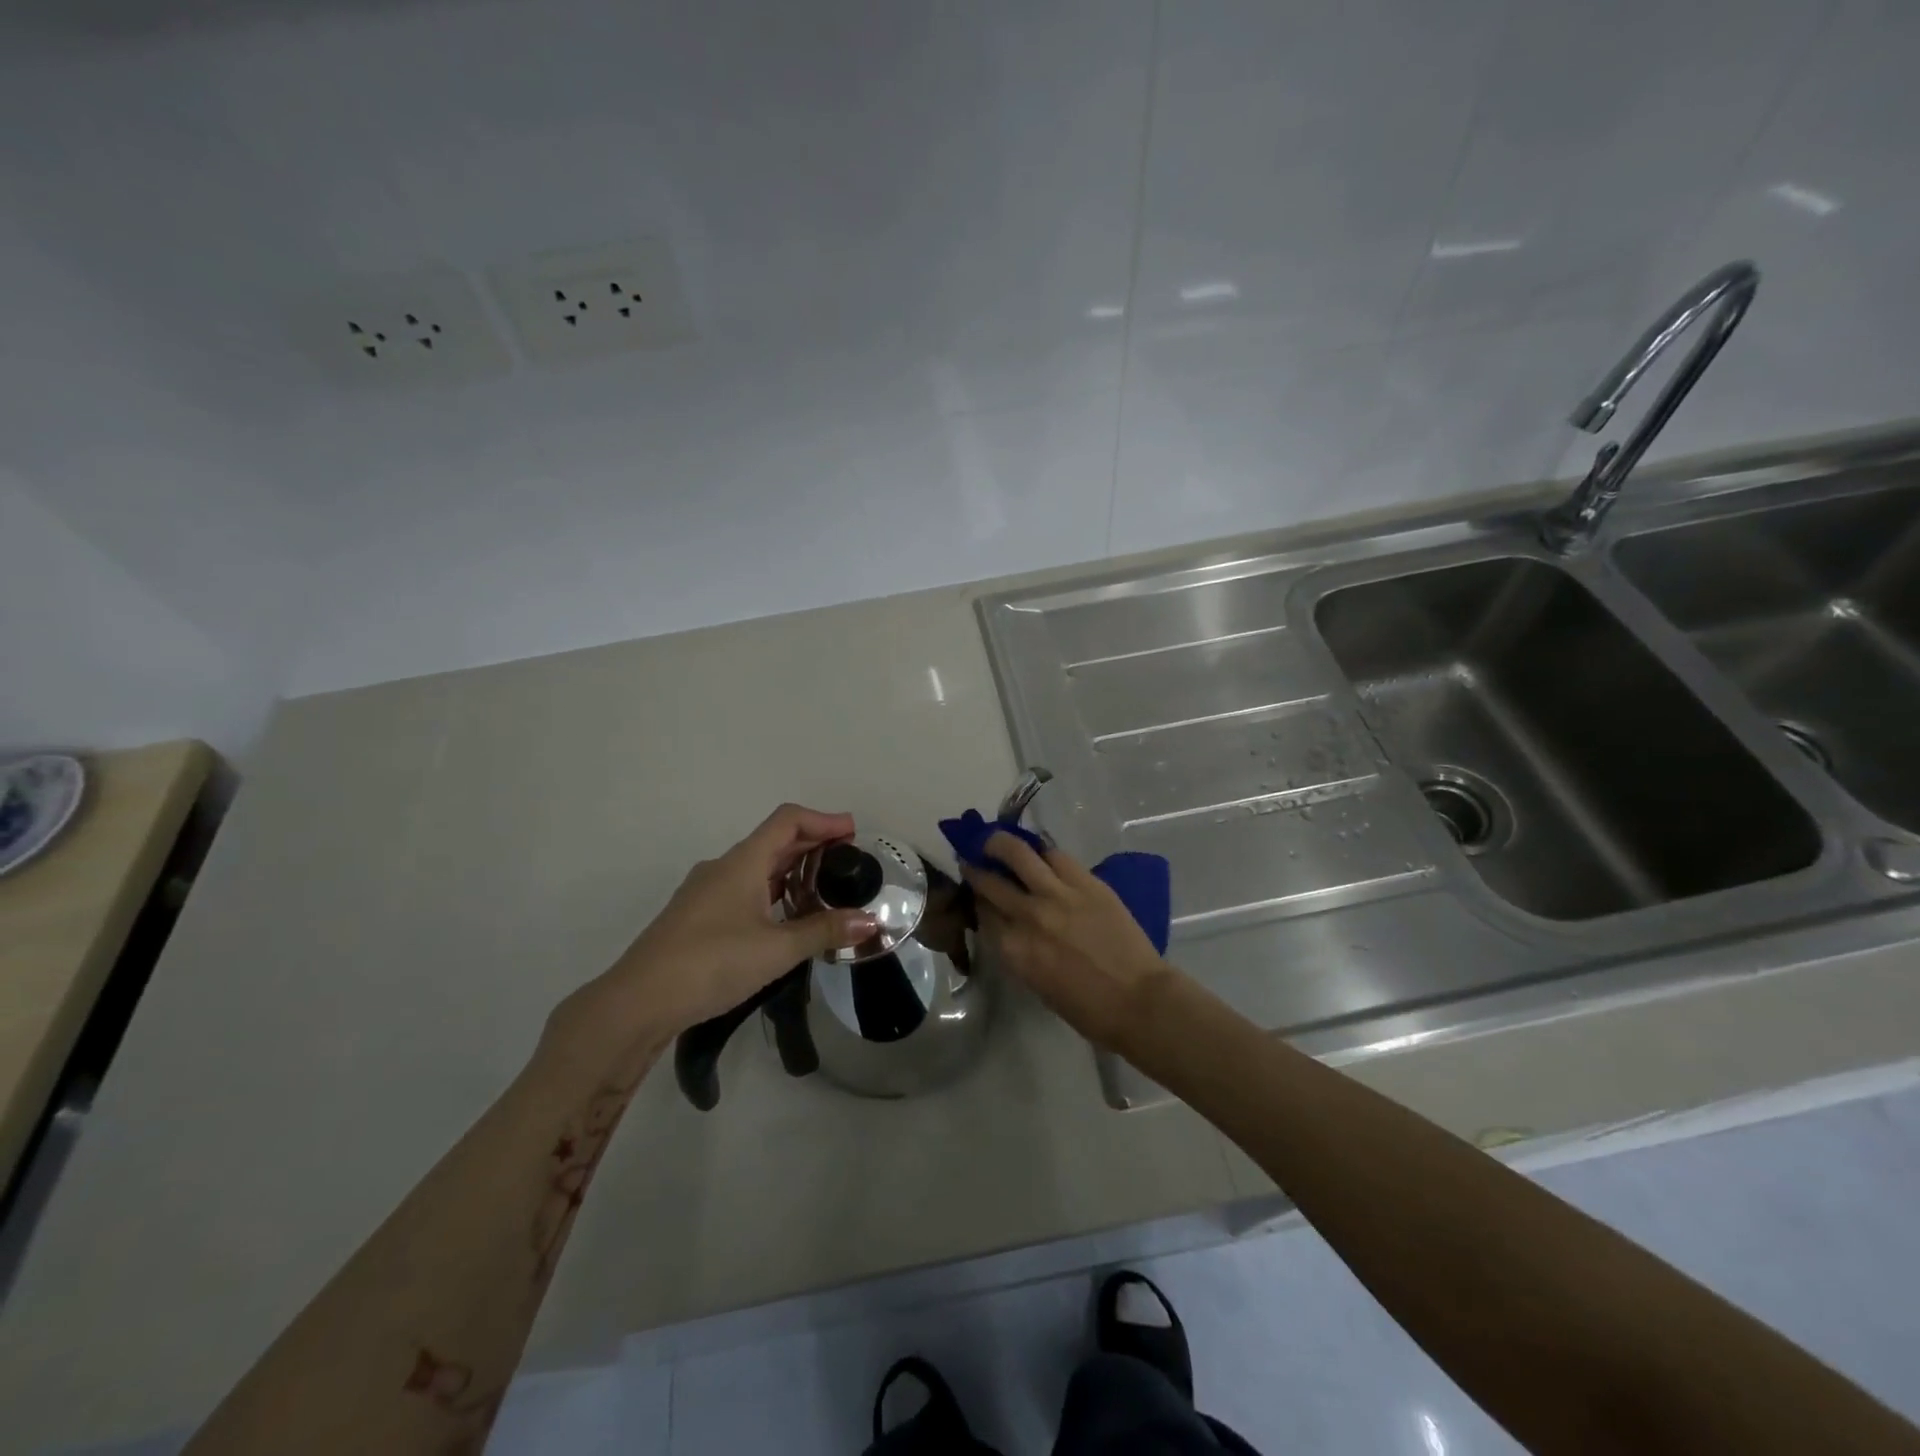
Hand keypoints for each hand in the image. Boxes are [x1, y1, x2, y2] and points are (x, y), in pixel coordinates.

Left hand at [562, 805, 879, 1049]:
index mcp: (742, 863)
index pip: (788, 821)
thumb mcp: (776, 950)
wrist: (637, 1003)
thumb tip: (871, 922)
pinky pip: (743, 889)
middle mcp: (722, 868)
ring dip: (792, 868)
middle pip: (774, 841)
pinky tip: (785, 916)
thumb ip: (824, 931)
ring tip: (824, 886)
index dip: (823, 820)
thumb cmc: (710, 963)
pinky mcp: (697, 917)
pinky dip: (772, 890)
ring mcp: (706, 893)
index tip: (854, 833)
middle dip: (813, 843)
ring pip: (757, 867)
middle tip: (848, 860)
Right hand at [964, 833, 1173, 1050]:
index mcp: (1013, 949)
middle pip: (990, 882)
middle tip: (973, 861)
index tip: (975, 894)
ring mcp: (1057, 894)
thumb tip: (1006, 925)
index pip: (982, 913)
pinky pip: (1056, 856)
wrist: (1139, 1000)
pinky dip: (1043, 853)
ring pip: (1017, 853)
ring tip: (996, 842)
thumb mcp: (1035, 983)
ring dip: (999, 844)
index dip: (975, 900)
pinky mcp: (1086, 882)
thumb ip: (1016, 949)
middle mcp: (1028, 916)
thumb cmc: (1086, 1008)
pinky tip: (1040, 855)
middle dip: (976, 870)